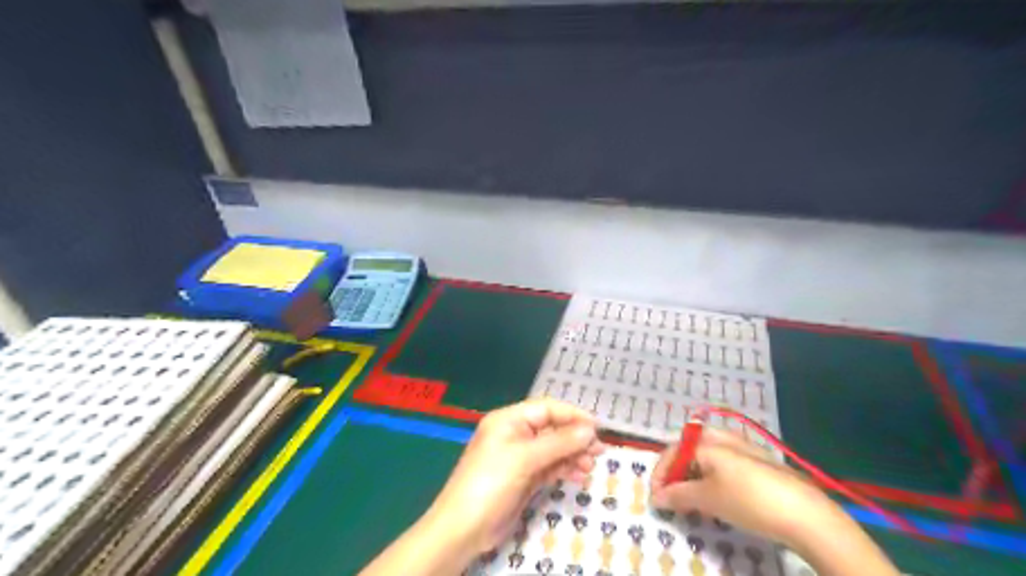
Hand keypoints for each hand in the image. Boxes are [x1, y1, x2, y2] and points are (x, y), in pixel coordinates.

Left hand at [423, 400, 602, 552]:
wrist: (464, 528)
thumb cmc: (491, 482)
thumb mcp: (525, 458)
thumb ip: (559, 442)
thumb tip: (590, 429)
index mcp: (509, 420)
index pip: (546, 409)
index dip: (572, 415)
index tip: (597, 427)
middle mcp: (515, 434)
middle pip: (551, 428)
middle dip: (575, 437)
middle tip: (599, 449)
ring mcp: (519, 457)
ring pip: (553, 449)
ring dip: (573, 455)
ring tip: (591, 465)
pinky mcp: (524, 478)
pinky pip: (549, 467)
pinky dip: (564, 469)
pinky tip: (580, 475)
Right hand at [648, 429, 841, 545]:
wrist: (805, 513)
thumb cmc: (749, 500)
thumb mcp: (708, 499)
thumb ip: (678, 495)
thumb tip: (656, 497)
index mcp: (708, 442)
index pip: (674, 451)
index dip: (661, 473)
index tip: (656, 497)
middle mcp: (724, 437)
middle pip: (690, 448)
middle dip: (678, 469)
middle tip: (673, 492)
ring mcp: (744, 448)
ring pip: (708, 455)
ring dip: (695, 473)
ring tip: (693, 496)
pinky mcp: (759, 462)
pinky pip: (725, 463)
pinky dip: (713, 476)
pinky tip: (720, 495)